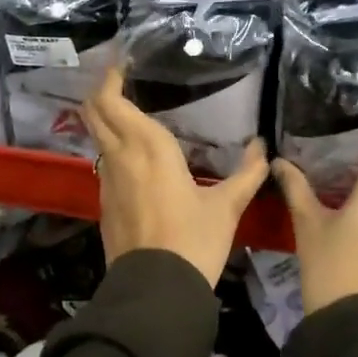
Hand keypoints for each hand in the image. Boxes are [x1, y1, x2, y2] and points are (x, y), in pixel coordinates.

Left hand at [83, 66, 268, 285]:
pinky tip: (134, 157)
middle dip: (101, 92)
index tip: (121, 64)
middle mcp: (120, 157)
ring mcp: (107, 182)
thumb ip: (247, 173)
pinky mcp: (104, 205)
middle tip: (120, 80)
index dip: (109, 78)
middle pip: (93, 112)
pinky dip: (111, 148)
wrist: (156, 293)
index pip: (111, 101)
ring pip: (96, 138)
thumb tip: (263, 147)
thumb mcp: (227, 207)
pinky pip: (103, 163)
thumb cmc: (194, 241)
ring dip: (105, 120)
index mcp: (147, 147)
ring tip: (130, 112)